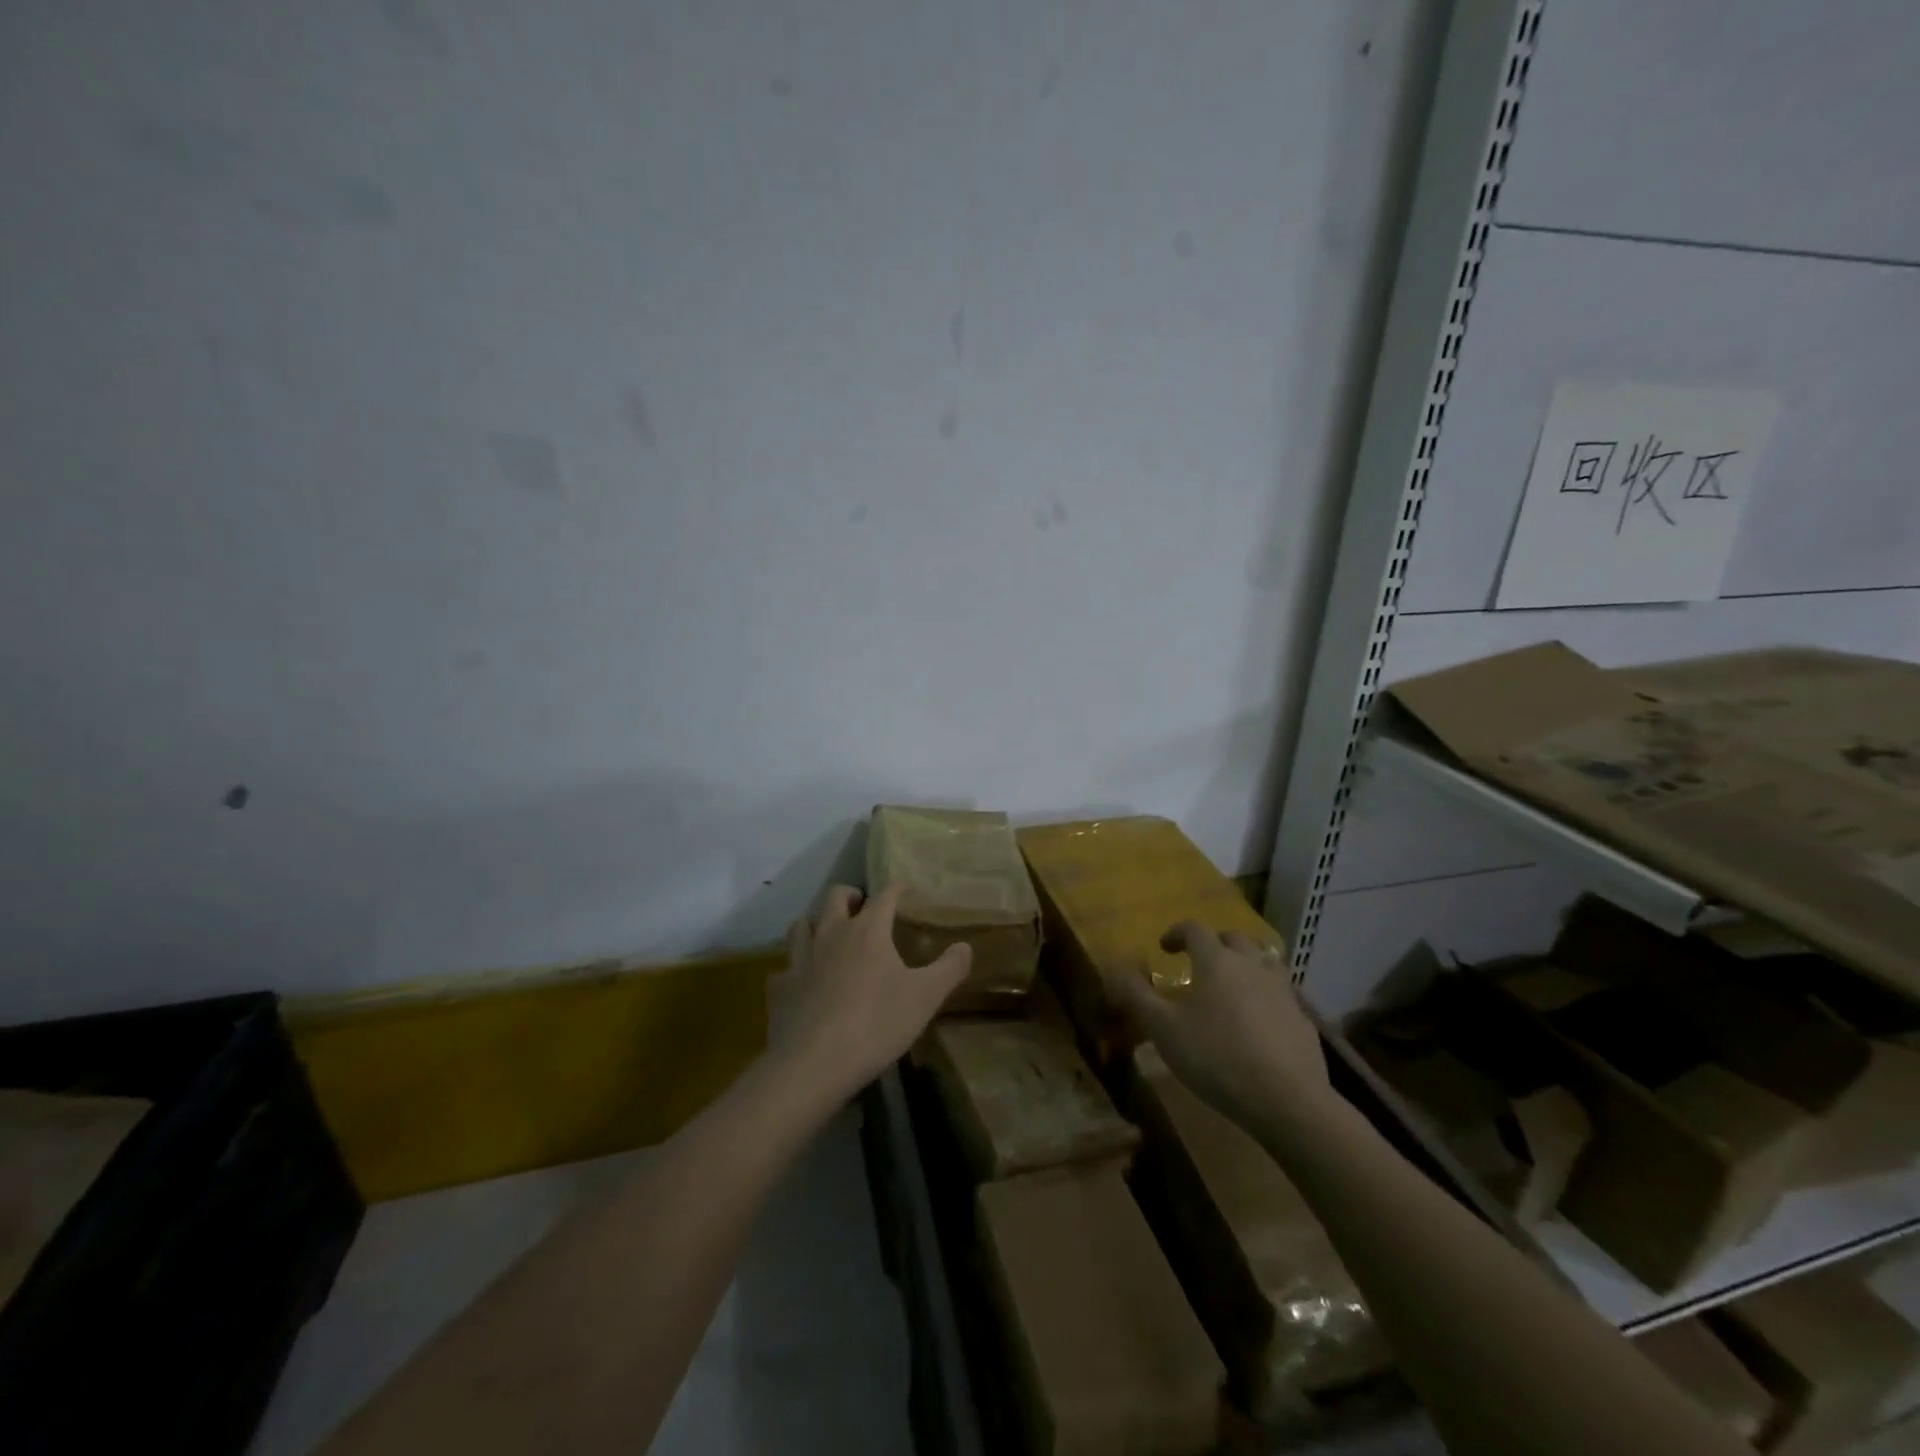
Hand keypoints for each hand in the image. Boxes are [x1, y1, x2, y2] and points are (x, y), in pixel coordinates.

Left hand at [767, 883, 971, 1108]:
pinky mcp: (780, 987)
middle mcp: (831, 933)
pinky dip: (795, 967)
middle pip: (834, 896)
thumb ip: (949, 968)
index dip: (896, 888)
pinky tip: (803, 980)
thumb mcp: (926, 997)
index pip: (884, 896)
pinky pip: (785, 966)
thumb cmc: (876, 1024)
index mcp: (867, 930)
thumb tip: (965, 946)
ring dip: (817, 922)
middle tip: (861, 906)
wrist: (813, 1064)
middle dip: (850, 895)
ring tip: (828, 934)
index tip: (903, 887)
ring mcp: (800, 958)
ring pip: (802, 924)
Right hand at [1108, 920, 1331, 1129]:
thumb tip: (1117, 968)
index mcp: (1216, 961)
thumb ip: (1138, 996)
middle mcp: (1251, 965)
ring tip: (1230, 988)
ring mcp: (1282, 991)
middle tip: (1197, 964)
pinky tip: (1257, 1024)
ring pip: (1263, 963)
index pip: (1194, 928)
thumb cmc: (1216, 1057)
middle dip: (1213, 945)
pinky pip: (1280, 995)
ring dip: (1244, 966)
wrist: (1288, 1100)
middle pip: (1233, 939)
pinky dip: (1264, 997)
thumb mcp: (1164, 1030)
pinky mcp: (1302, 1019)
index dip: (1176, 933)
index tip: (1164, 948)